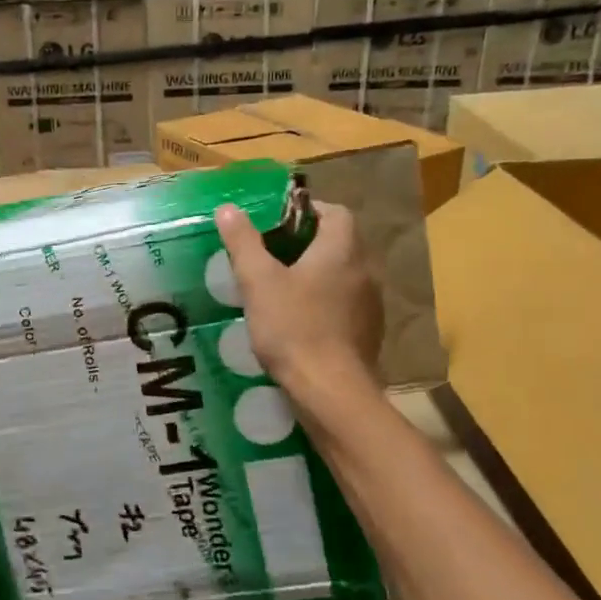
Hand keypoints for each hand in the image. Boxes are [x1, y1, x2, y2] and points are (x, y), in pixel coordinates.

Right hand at [214, 200, 381, 396]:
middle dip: (306, 243)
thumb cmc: (294, 328)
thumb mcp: (258, 282)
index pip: (334, 211)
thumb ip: (244, 242)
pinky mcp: (369, 331)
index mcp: (342, 249)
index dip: (305, 211)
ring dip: (317, 273)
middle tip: (270, 255)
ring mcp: (371, 302)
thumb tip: (228, 208)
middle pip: (339, 241)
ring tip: (281, 287)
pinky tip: (300, 320)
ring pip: (343, 273)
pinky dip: (325, 302)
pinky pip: (346, 302)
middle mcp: (365, 269)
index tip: (275, 224)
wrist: (331, 391)